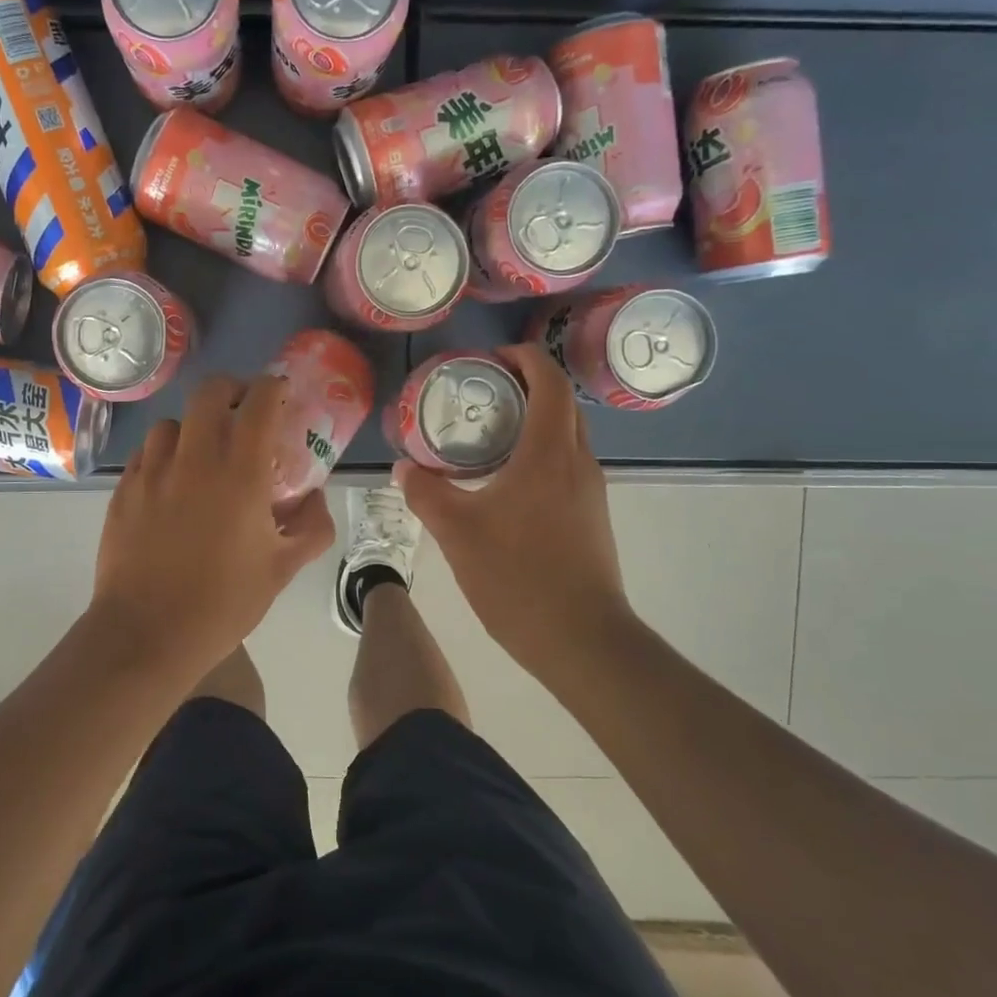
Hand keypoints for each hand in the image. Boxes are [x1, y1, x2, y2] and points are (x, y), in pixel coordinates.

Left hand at [93, 373, 335, 672]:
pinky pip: (145, 453)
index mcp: (239, 473)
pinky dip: (163, 455)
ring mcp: (152, 471)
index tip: (280, 394)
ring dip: (193, 428)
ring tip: (201, 455)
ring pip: (171, 423)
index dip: (272, 387)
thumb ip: (311, 527)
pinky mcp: (123, 490)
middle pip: (209, 392)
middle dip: (231, 391)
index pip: (258, 402)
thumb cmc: (222, 603)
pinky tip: (170, 484)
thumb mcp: (282, 570)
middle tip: (242, 413)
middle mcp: (194, 458)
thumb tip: (316, 498)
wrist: (146, 634)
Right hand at [395, 343, 631, 671]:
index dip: (523, 358)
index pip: (549, 381)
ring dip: (534, 422)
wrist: (582, 639)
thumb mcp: (457, 533)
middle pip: (561, 404)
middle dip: (527, 386)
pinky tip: (505, 484)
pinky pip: (566, 466)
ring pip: (566, 437)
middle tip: (483, 393)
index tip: (489, 359)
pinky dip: (539, 455)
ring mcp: (590, 492)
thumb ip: (426, 494)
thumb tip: (404, 469)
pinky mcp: (591, 517)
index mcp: (549, 453)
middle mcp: (578, 462)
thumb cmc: (519, 576)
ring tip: (488, 435)